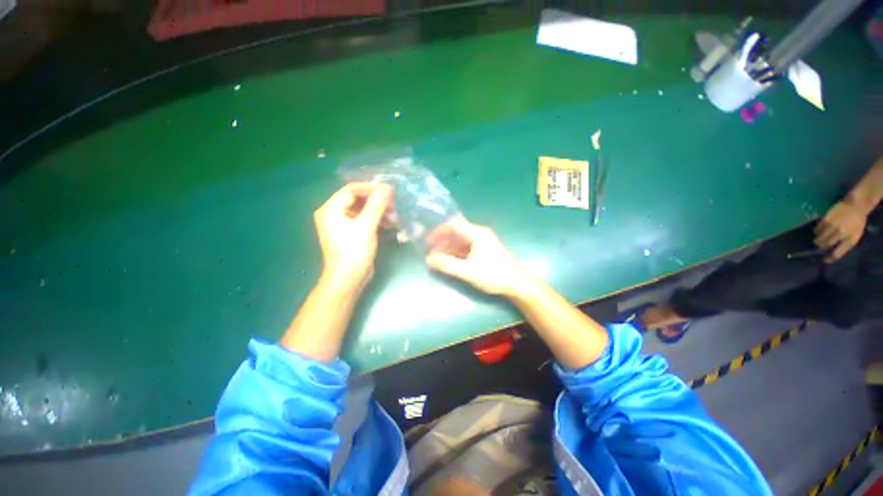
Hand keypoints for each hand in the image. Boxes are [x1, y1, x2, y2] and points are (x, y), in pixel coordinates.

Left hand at [314, 183, 392, 291]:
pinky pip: (363, 219)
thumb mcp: (366, 226)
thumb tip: (387, 187)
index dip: (371, 188)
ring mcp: (341, 224)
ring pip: (362, 209)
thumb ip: (376, 205)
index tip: (390, 191)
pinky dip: (376, 219)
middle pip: (357, 199)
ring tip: (394, 215)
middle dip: (376, 200)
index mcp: (330, 209)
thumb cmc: (354, 252)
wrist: (348, 279)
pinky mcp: (350, 233)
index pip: (351, 190)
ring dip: (378, 210)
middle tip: (393, 204)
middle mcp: (333, 213)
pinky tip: (389, 223)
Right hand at [425, 219, 532, 296]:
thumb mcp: (468, 271)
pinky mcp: (486, 250)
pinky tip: (451, 262)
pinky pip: (467, 248)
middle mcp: (480, 234)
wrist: (517, 284)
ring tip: (439, 260)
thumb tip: (428, 259)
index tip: (428, 243)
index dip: (438, 232)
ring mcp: (484, 242)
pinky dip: (457, 253)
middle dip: (443, 243)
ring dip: (449, 249)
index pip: (453, 225)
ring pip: (462, 241)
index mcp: (477, 233)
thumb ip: (447, 265)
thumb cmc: (493, 275)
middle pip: (457, 233)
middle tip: (432, 254)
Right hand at [814, 199, 866, 262]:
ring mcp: (833, 226)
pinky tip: (818, 230)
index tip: (825, 260)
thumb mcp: (855, 235)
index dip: (830, 258)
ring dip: (818, 239)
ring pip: (820, 237)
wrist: (856, 205)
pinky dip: (817, 231)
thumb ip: (846, 243)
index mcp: (849, 240)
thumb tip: (834, 251)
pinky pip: (818, 228)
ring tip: (818, 238)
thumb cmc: (857, 222)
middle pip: (826, 244)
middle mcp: (840, 234)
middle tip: (819, 246)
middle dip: (821, 246)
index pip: (837, 253)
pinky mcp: (826, 219)